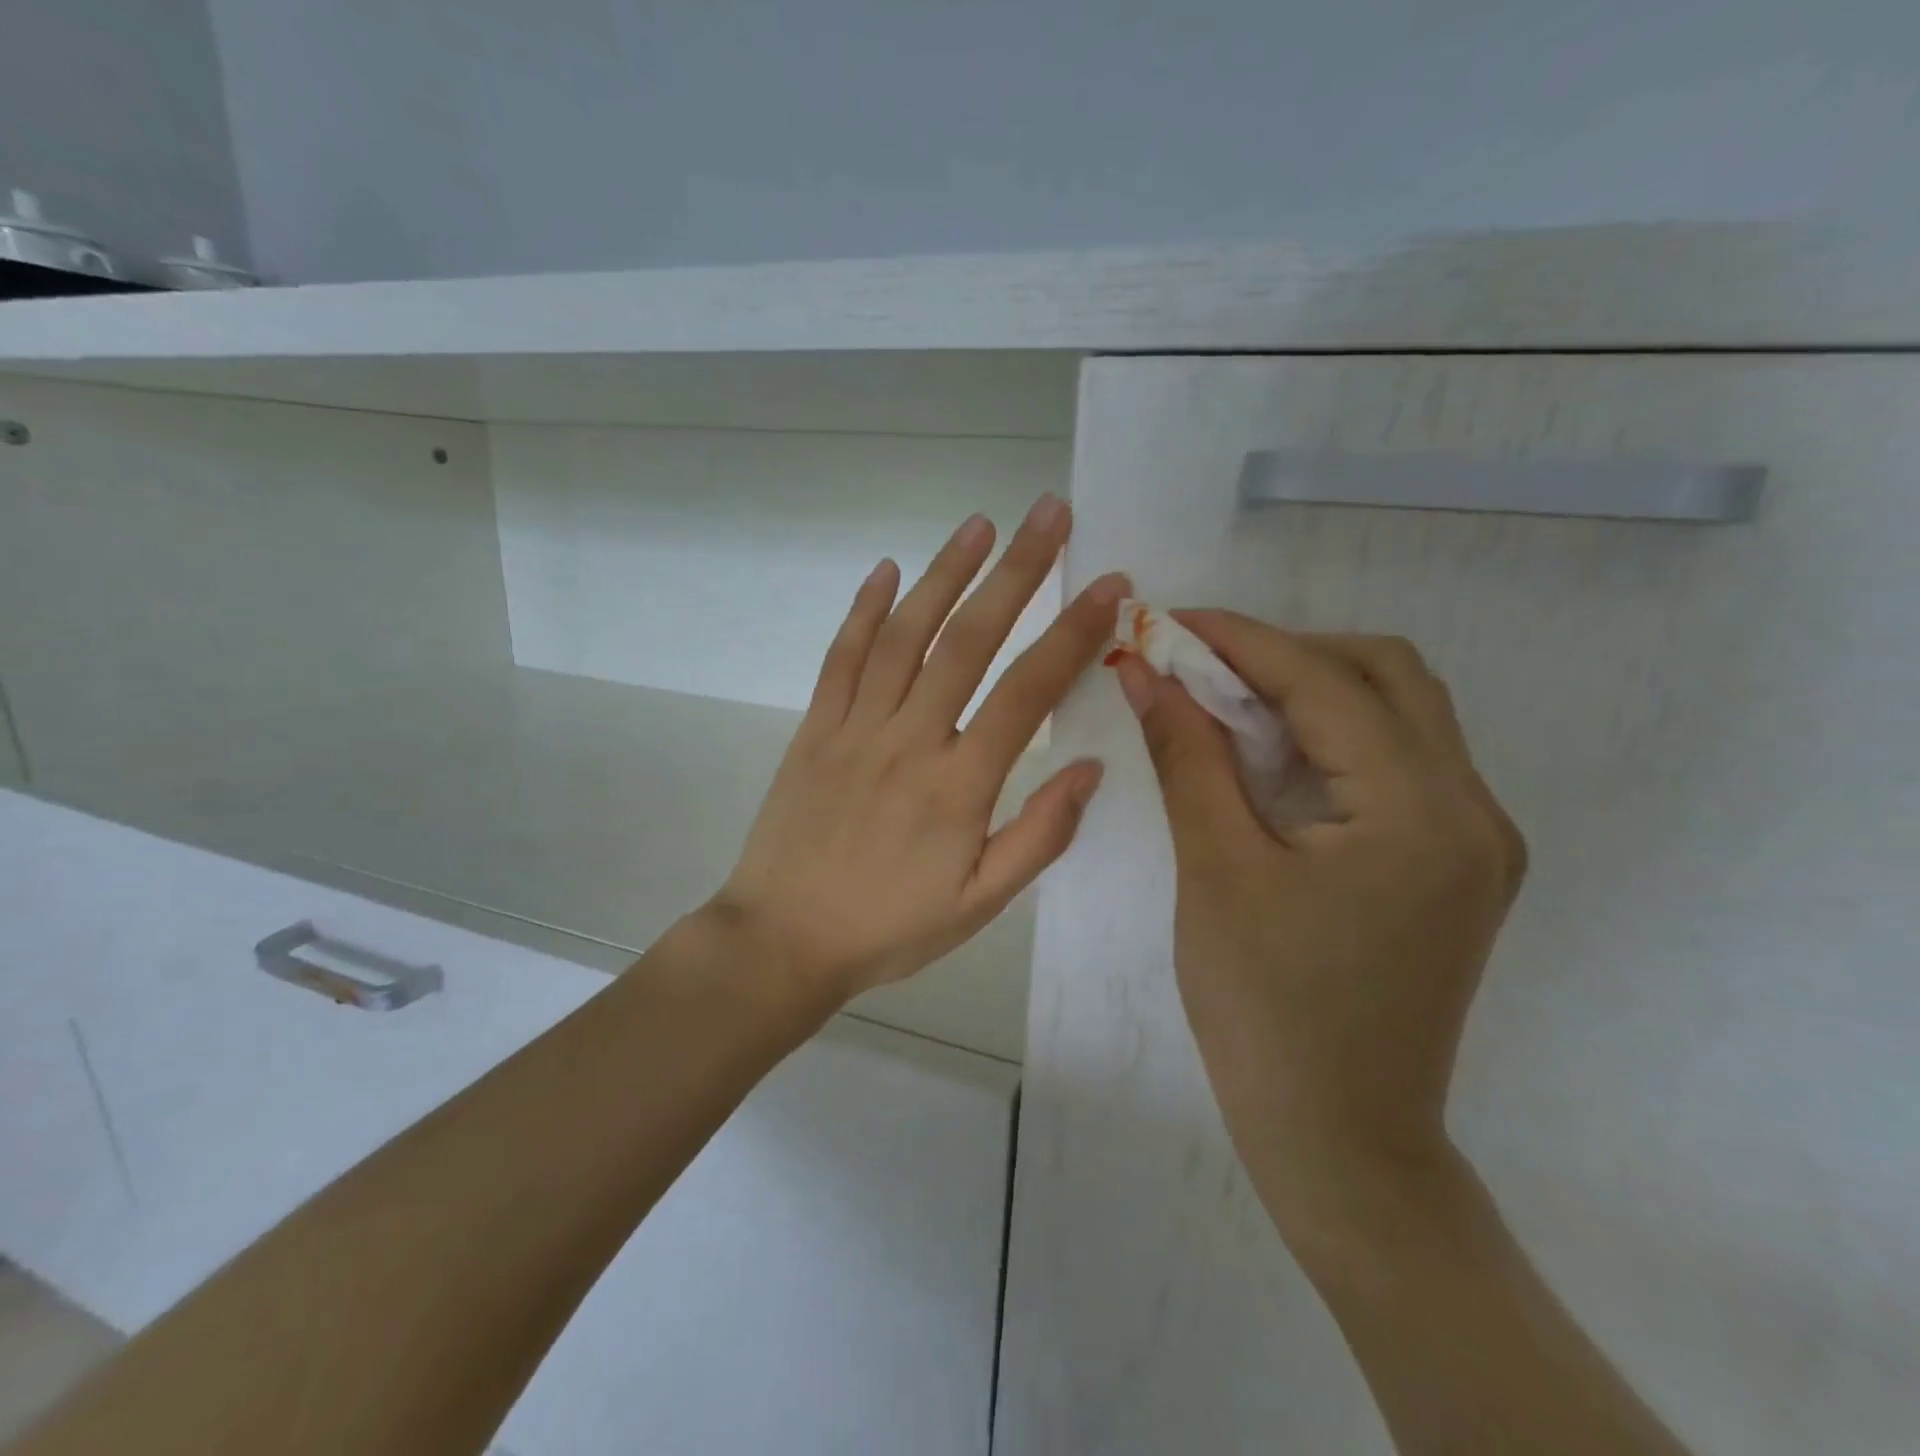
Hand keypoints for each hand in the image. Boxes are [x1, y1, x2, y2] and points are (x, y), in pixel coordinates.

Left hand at [712, 496, 1128, 1003]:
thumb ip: (1040, 836)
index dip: (1074, 633)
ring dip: (944, 573)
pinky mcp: (815, 728)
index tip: (1110, 586)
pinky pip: (842, 658)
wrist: (782, 940)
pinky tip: (885, 571)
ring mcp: (855, 727)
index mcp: (959, 785)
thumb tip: (1089, 768)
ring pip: (905, 634)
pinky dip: (864, 610)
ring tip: (980, 524)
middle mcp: (909, 739)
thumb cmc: (889, 927)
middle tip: (1050, 513)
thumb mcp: (980, 904)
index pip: (1027, 691)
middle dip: (1017, 571)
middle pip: (969, 640)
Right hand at [1114, 615, 1525, 1235]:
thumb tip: (1146, 671)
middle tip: (1200, 667)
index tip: (1168, 621)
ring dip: (1311, 690)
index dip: (1240, 640)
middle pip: (1386, 675)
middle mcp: (1473, 810)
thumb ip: (1188, 756)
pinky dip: (1331, 738)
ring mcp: (1475, 839)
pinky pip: (1398, 763)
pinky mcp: (1454, 865)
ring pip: (1399, 713)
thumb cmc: (1265, 1011)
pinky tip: (1270, 757)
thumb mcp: (1216, 871)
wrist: (1339, 1138)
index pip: (1325, 683)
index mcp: (1420, 812)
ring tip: (1224, 704)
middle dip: (1286, 653)